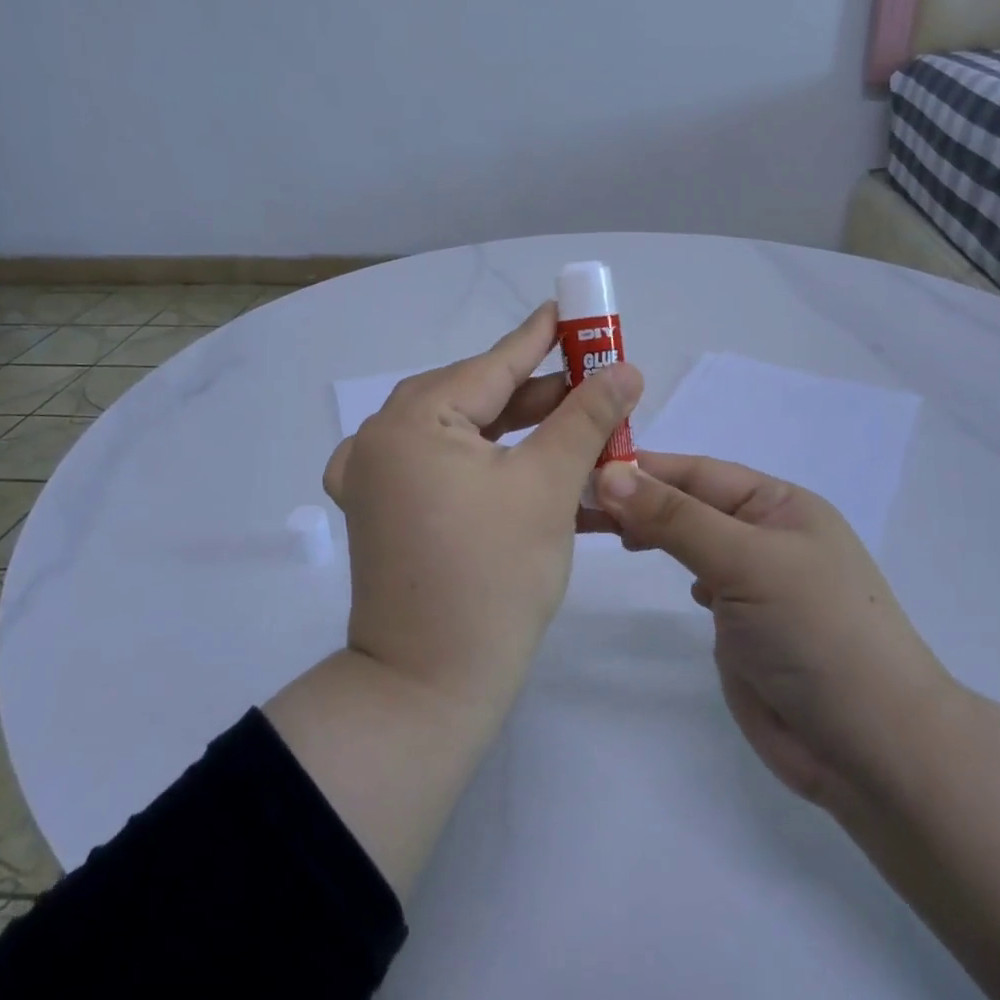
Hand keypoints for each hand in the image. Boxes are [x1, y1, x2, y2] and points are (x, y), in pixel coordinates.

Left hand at [323, 302, 642, 723]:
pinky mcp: (380, 512)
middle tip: (590, 381)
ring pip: (458, 434)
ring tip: (572, 424)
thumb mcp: (549, 486)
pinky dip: (480, 462)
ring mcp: (374, 478)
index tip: (572, 311)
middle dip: (536, 393)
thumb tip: (626, 369)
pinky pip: (436, 467)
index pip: (492, 365)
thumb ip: (586, 417)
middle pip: (473, 398)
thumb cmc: (494, 577)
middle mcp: (382, 438)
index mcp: (413, 420)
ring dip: (516, 432)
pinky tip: (514, 463)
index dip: (540, 339)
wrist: (429, 687)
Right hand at [593, 452, 950, 813]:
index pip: (697, 472)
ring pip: (692, 543)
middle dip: (639, 500)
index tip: (582, 469)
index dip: (643, 468)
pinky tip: (662, 574)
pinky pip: (702, 583)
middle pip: (689, 504)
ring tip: (602, 531)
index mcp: (779, 505)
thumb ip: (675, 518)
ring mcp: (756, 584)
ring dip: (652, 532)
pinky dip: (677, 571)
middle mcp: (767, 537)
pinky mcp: (744, 628)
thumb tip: (609, 474)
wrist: (873, 750)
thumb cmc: (815, 632)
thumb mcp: (745, 562)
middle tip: (577, 505)